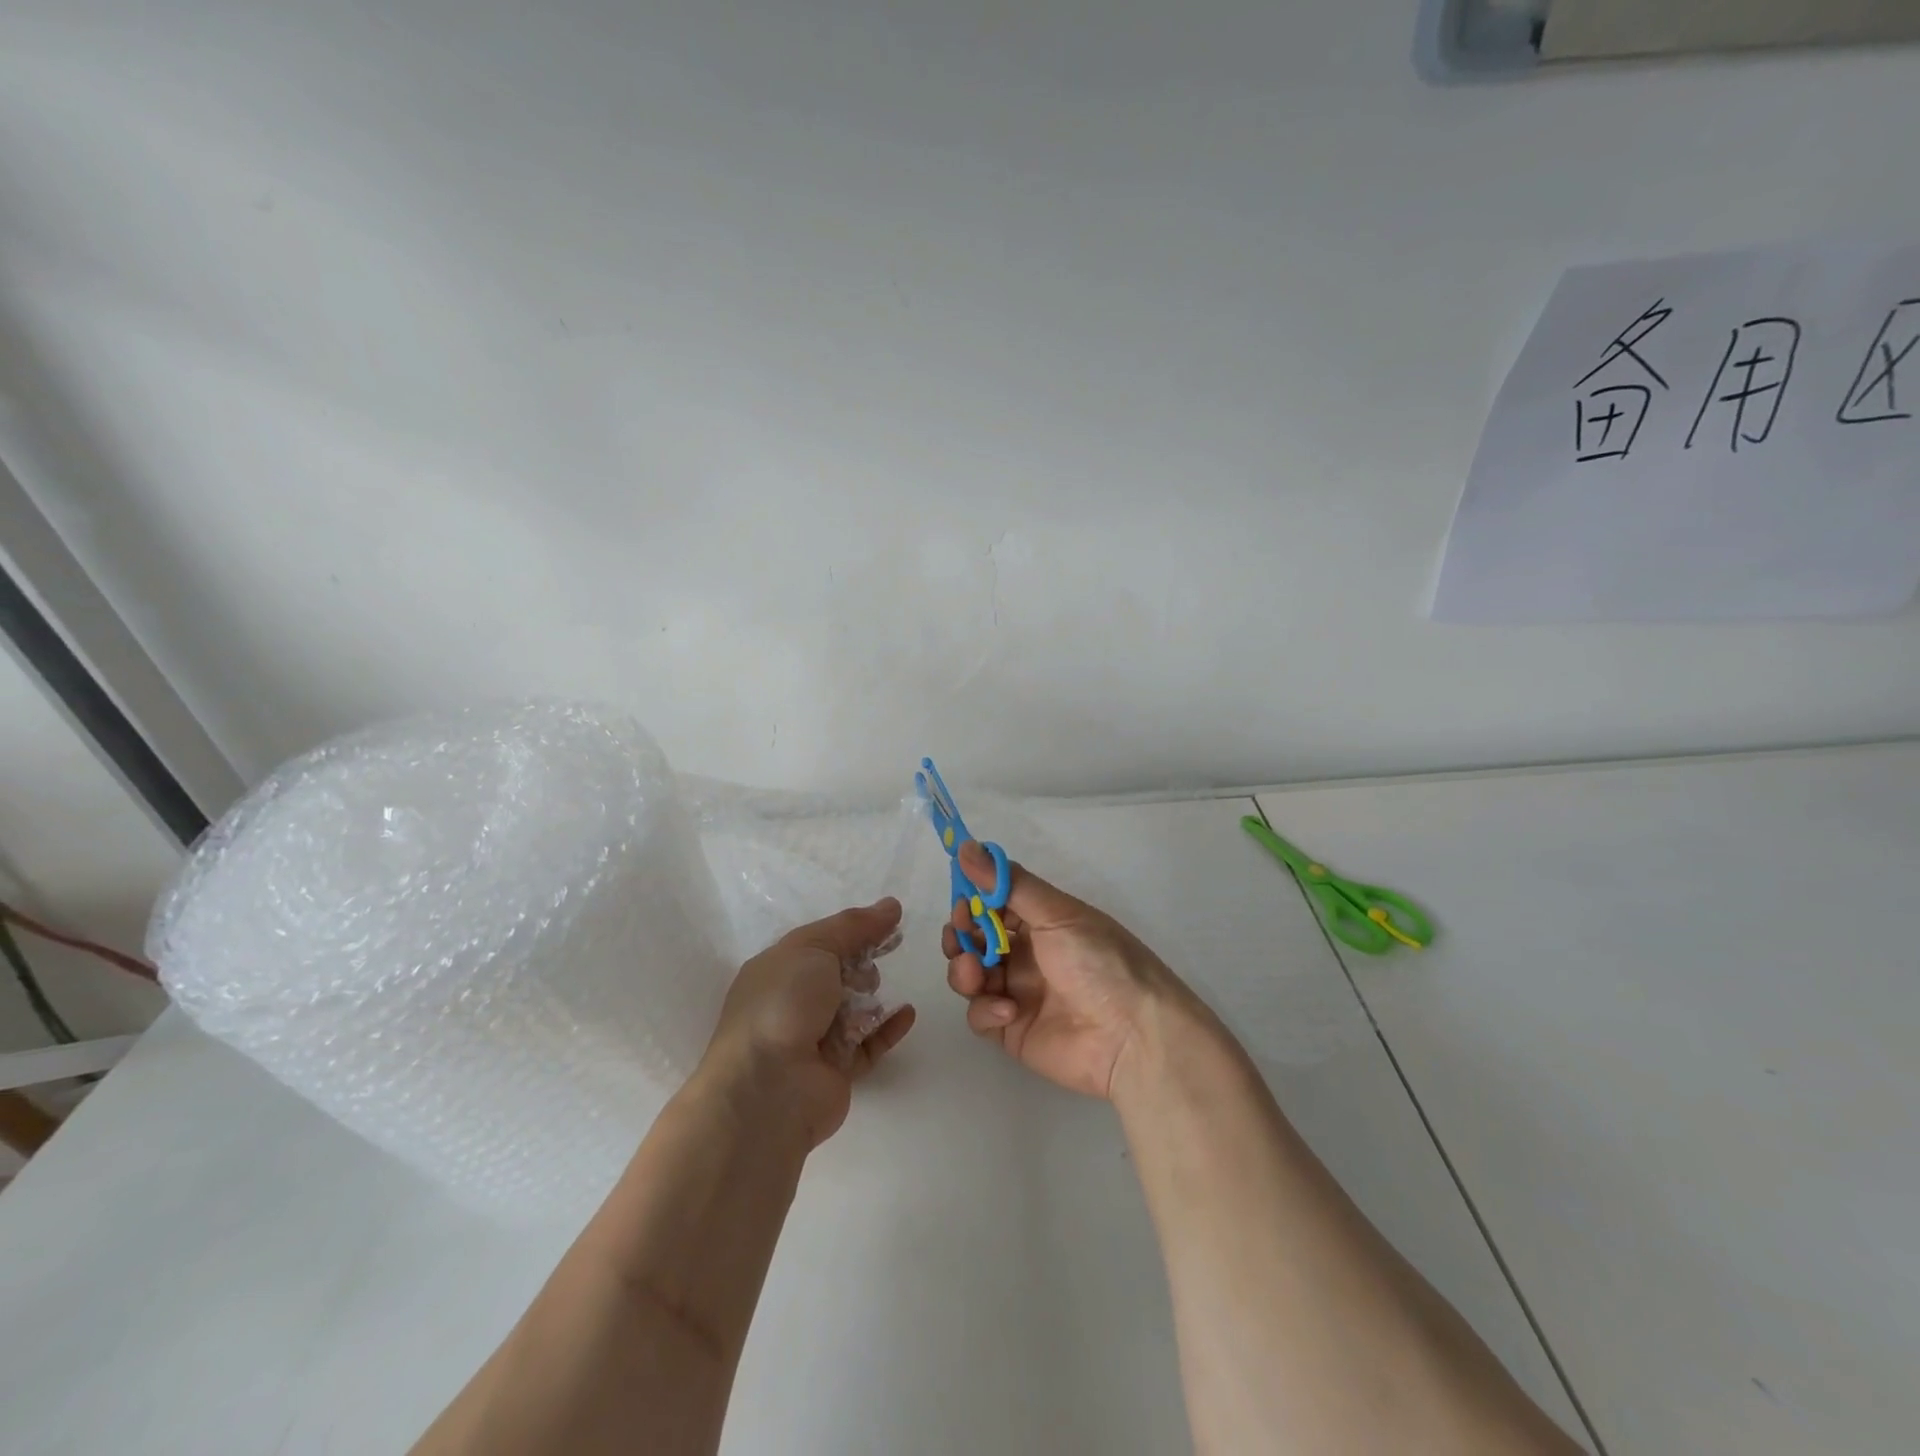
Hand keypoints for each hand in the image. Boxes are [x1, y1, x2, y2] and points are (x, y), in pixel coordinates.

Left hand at [697, 899, 915, 1148]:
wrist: (767, 1087)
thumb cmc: (783, 1003)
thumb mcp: (814, 947)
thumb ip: (854, 926)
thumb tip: (891, 905)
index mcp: (778, 969)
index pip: (820, 942)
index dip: (854, 931)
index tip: (890, 922)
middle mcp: (793, 1002)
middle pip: (838, 974)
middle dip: (860, 965)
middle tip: (868, 968)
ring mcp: (814, 1038)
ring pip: (854, 1009)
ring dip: (871, 997)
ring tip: (874, 993)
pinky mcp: (837, 1071)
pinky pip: (870, 1044)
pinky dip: (888, 1028)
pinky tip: (907, 1013)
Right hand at [943, 842, 1194, 1101]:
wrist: (1133, 1036)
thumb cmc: (1100, 962)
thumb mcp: (1058, 914)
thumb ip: (1009, 883)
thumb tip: (967, 845)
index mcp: (1042, 922)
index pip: (994, 904)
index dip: (973, 900)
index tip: (963, 902)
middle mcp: (1027, 954)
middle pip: (975, 939)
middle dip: (961, 935)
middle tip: (962, 937)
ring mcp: (1017, 992)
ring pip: (970, 974)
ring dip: (964, 969)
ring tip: (976, 974)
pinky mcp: (1011, 1029)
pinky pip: (980, 1014)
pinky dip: (985, 1009)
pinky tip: (1007, 1010)